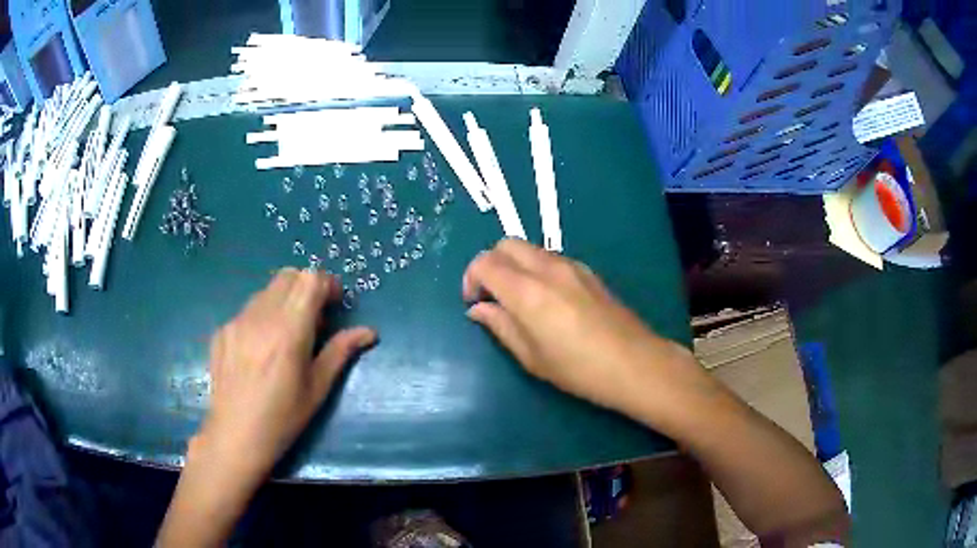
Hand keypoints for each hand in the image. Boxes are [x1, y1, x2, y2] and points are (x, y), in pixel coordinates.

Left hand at [195, 268, 375, 476]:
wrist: (235, 437)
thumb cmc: (283, 418)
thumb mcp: (317, 389)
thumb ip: (340, 352)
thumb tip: (370, 332)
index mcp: (289, 331)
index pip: (310, 279)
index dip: (327, 284)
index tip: (334, 305)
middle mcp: (260, 317)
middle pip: (288, 276)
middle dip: (306, 287)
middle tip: (314, 318)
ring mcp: (237, 321)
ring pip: (266, 291)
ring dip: (283, 301)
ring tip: (286, 335)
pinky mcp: (222, 330)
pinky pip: (247, 310)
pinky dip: (262, 317)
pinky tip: (260, 350)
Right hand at [463, 239, 700, 419]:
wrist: (635, 363)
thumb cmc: (578, 369)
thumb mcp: (531, 356)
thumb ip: (500, 326)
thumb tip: (478, 309)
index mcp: (527, 291)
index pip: (485, 263)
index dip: (471, 279)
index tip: (474, 303)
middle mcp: (547, 268)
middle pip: (505, 244)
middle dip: (490, 264)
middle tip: (492, 297)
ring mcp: (571, 265)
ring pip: (529, 248)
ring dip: (514, 265)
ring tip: (519, 299)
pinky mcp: (587, 271)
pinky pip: (550, 257)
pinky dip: (535, 268)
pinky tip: (546, 299)